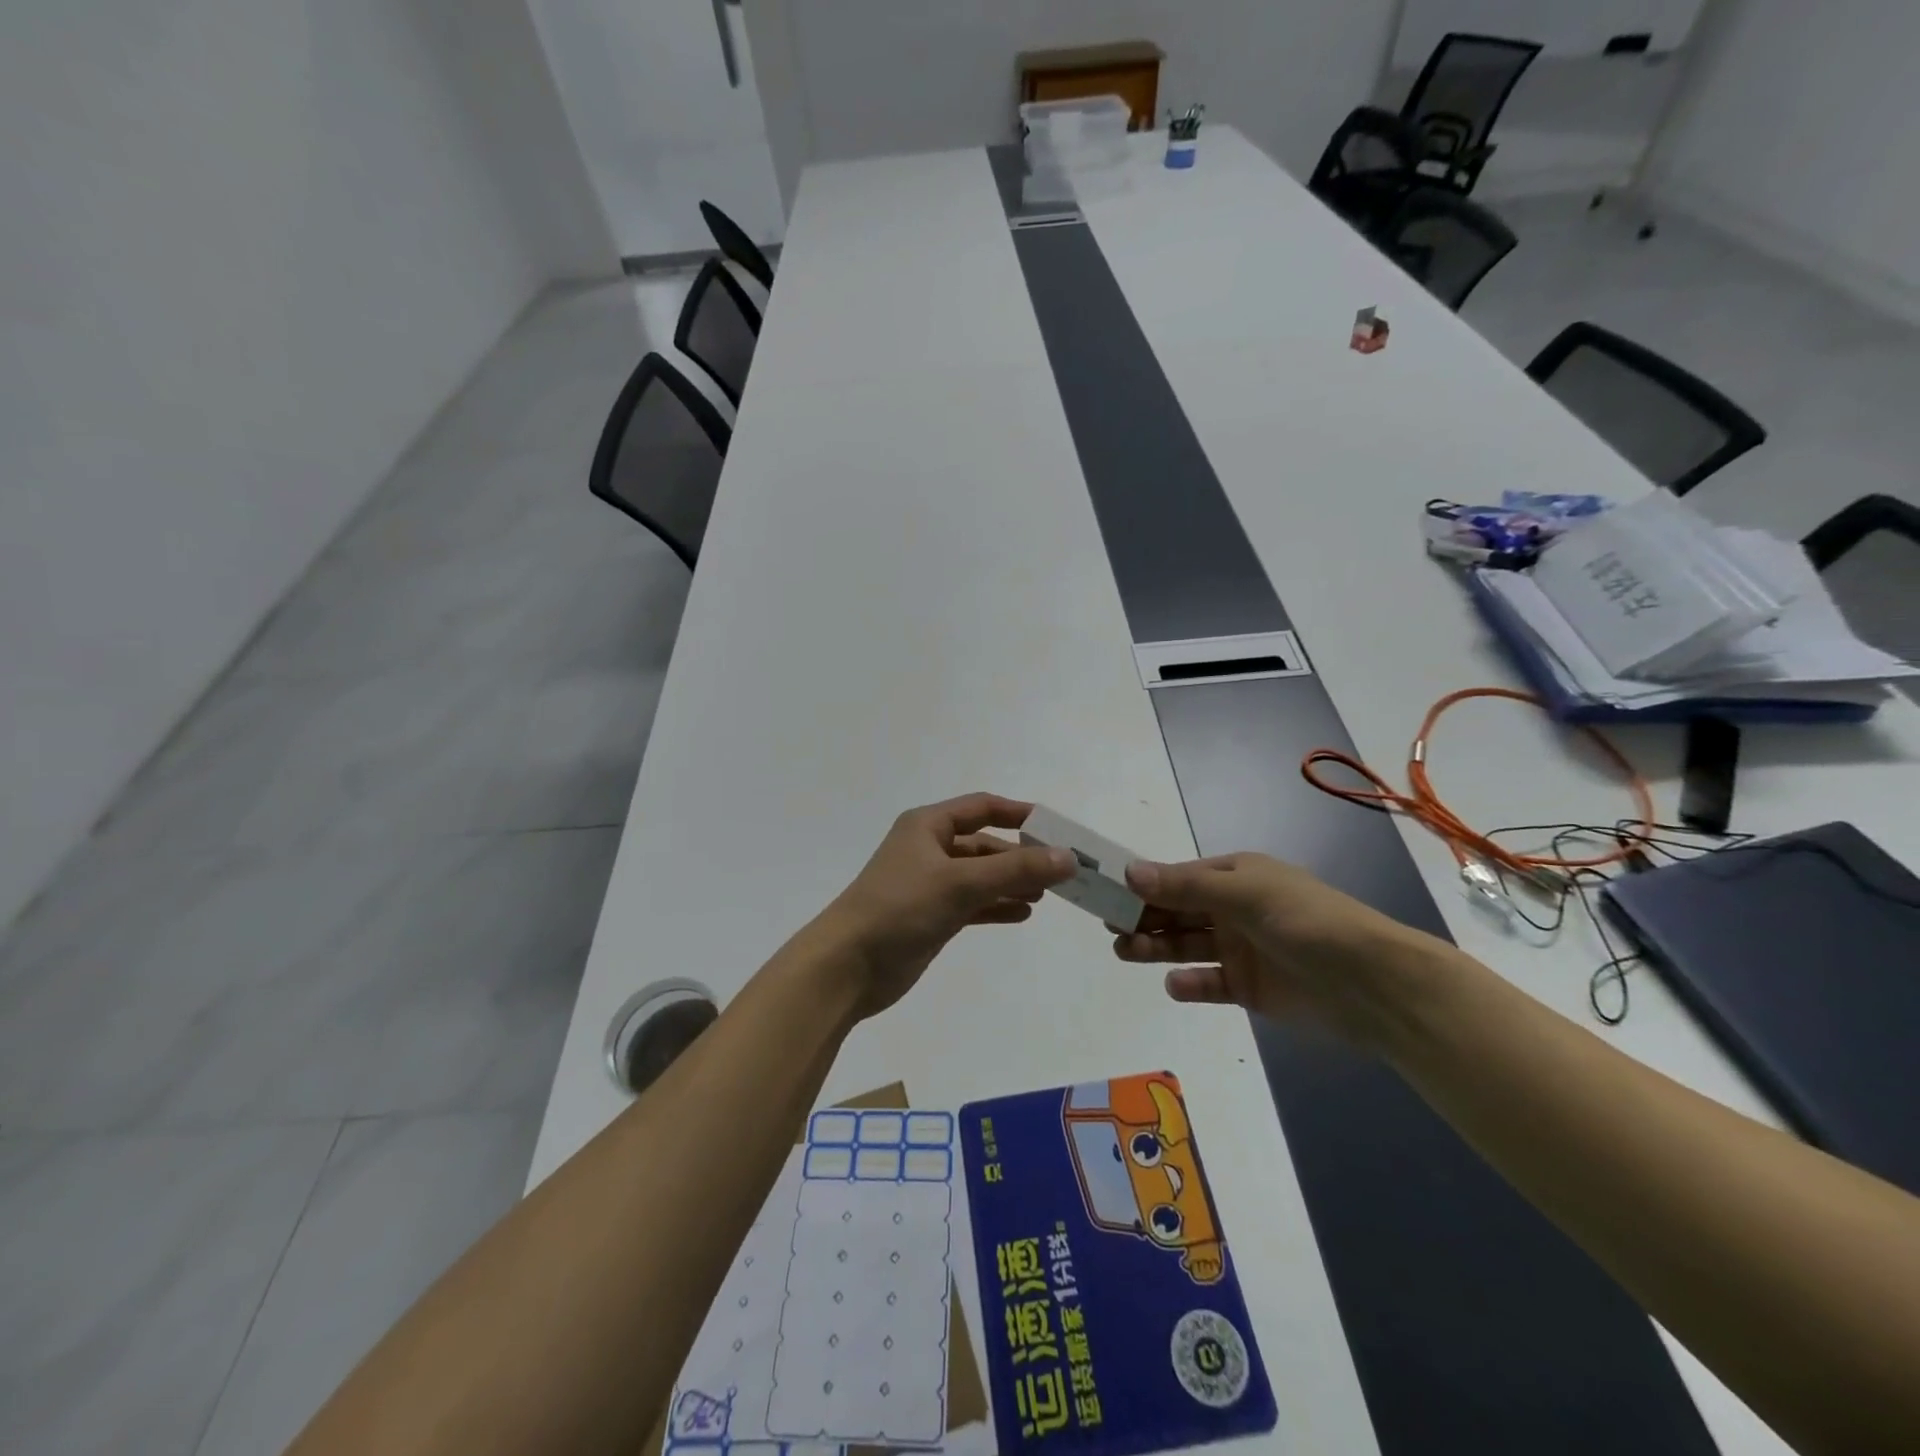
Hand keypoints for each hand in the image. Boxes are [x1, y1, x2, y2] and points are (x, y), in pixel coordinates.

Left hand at [823, 794, 1075, 1019]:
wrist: (847, 966)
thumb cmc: (900, 908)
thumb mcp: (960, 883)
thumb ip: (1016, 870)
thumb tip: (1068, 857)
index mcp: (928, 826)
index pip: (982, 807)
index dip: (1019, 814)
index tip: (1056, 828)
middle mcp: (928, 849)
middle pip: (984, 845)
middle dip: (1021, 857)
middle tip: (1061, 872)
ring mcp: (929, 884)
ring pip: (980, 876)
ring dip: (1011, 882)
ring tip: (1047, 895)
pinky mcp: (930, 916)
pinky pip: (972, 903)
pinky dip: (996, 905)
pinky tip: (1022, 914)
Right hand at [1111, 853, 1448, 1044]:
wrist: (1373, 985)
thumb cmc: (1306, 922)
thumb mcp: (1244, 895)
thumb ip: (1185, 887)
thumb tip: (1129, 871)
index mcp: (1236, 876)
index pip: (1178, 877)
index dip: (1143, 885)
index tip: (1107, 894)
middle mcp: (1235, 909)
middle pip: (1178, 911)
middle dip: (1144, 916)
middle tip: (1111, 928)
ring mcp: (1242, 949)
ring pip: (1188, 944)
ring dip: (1157, 946)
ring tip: (1126, 952)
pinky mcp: (1250, 988)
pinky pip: (1210, 982)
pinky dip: (1191, 983)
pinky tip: (1175, 984)